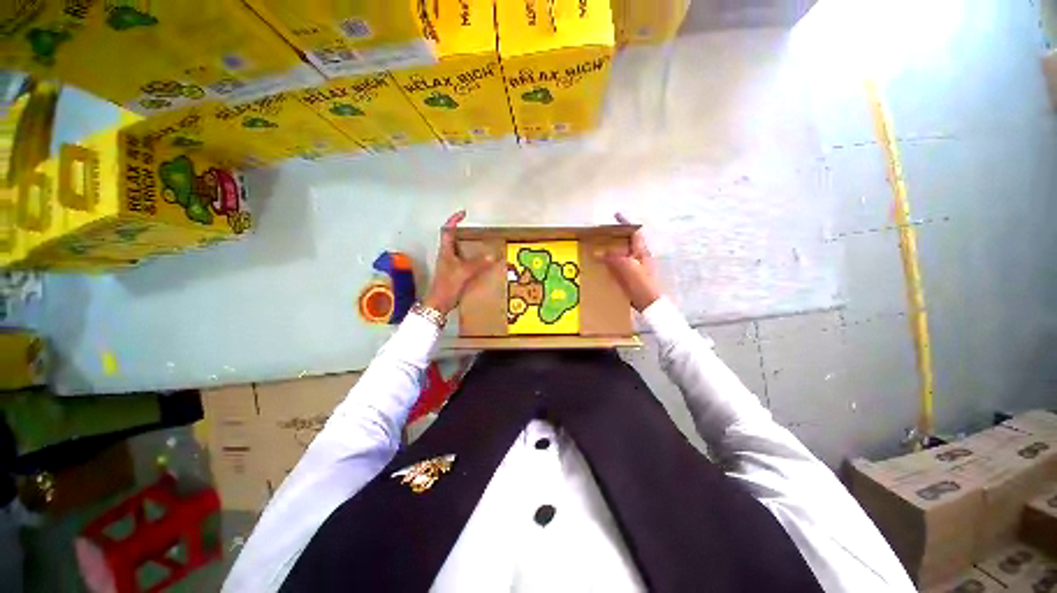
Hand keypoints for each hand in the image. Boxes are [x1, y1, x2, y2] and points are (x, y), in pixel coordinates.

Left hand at [424, 211, 497, 315]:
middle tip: (477, 232)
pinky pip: (464, 262)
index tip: (463, 214)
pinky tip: (481, 264)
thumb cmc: (447, 286)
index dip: (453, 220)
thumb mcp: (464, 272)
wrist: (439, 304)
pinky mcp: (453, 274)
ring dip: (468, 247)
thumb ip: (478, 263)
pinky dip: (472, 260)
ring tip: (481, 246)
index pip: (447, 230)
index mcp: (445, 251)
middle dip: (463, 233)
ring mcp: (449, 265)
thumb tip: (492, 255)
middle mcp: (446, 256)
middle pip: (453, 240)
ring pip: (459, 251)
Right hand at [597, 213, 662, 311]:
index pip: (634, 232)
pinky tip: (602, 269)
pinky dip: (610, 265)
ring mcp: (636, 269)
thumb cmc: (641, 284)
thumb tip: (598, 252)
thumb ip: (613, 258)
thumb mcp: (627, 268)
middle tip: (600, 237)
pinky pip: (619, 267)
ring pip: (622, 255)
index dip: (626, 223)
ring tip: (597, 251)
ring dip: (611, 252)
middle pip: (627, 243)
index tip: (616, 215)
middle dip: (614, 238)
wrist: (649, 305)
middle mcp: (640, 258)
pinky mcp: (632, 279)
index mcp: (642, 252)